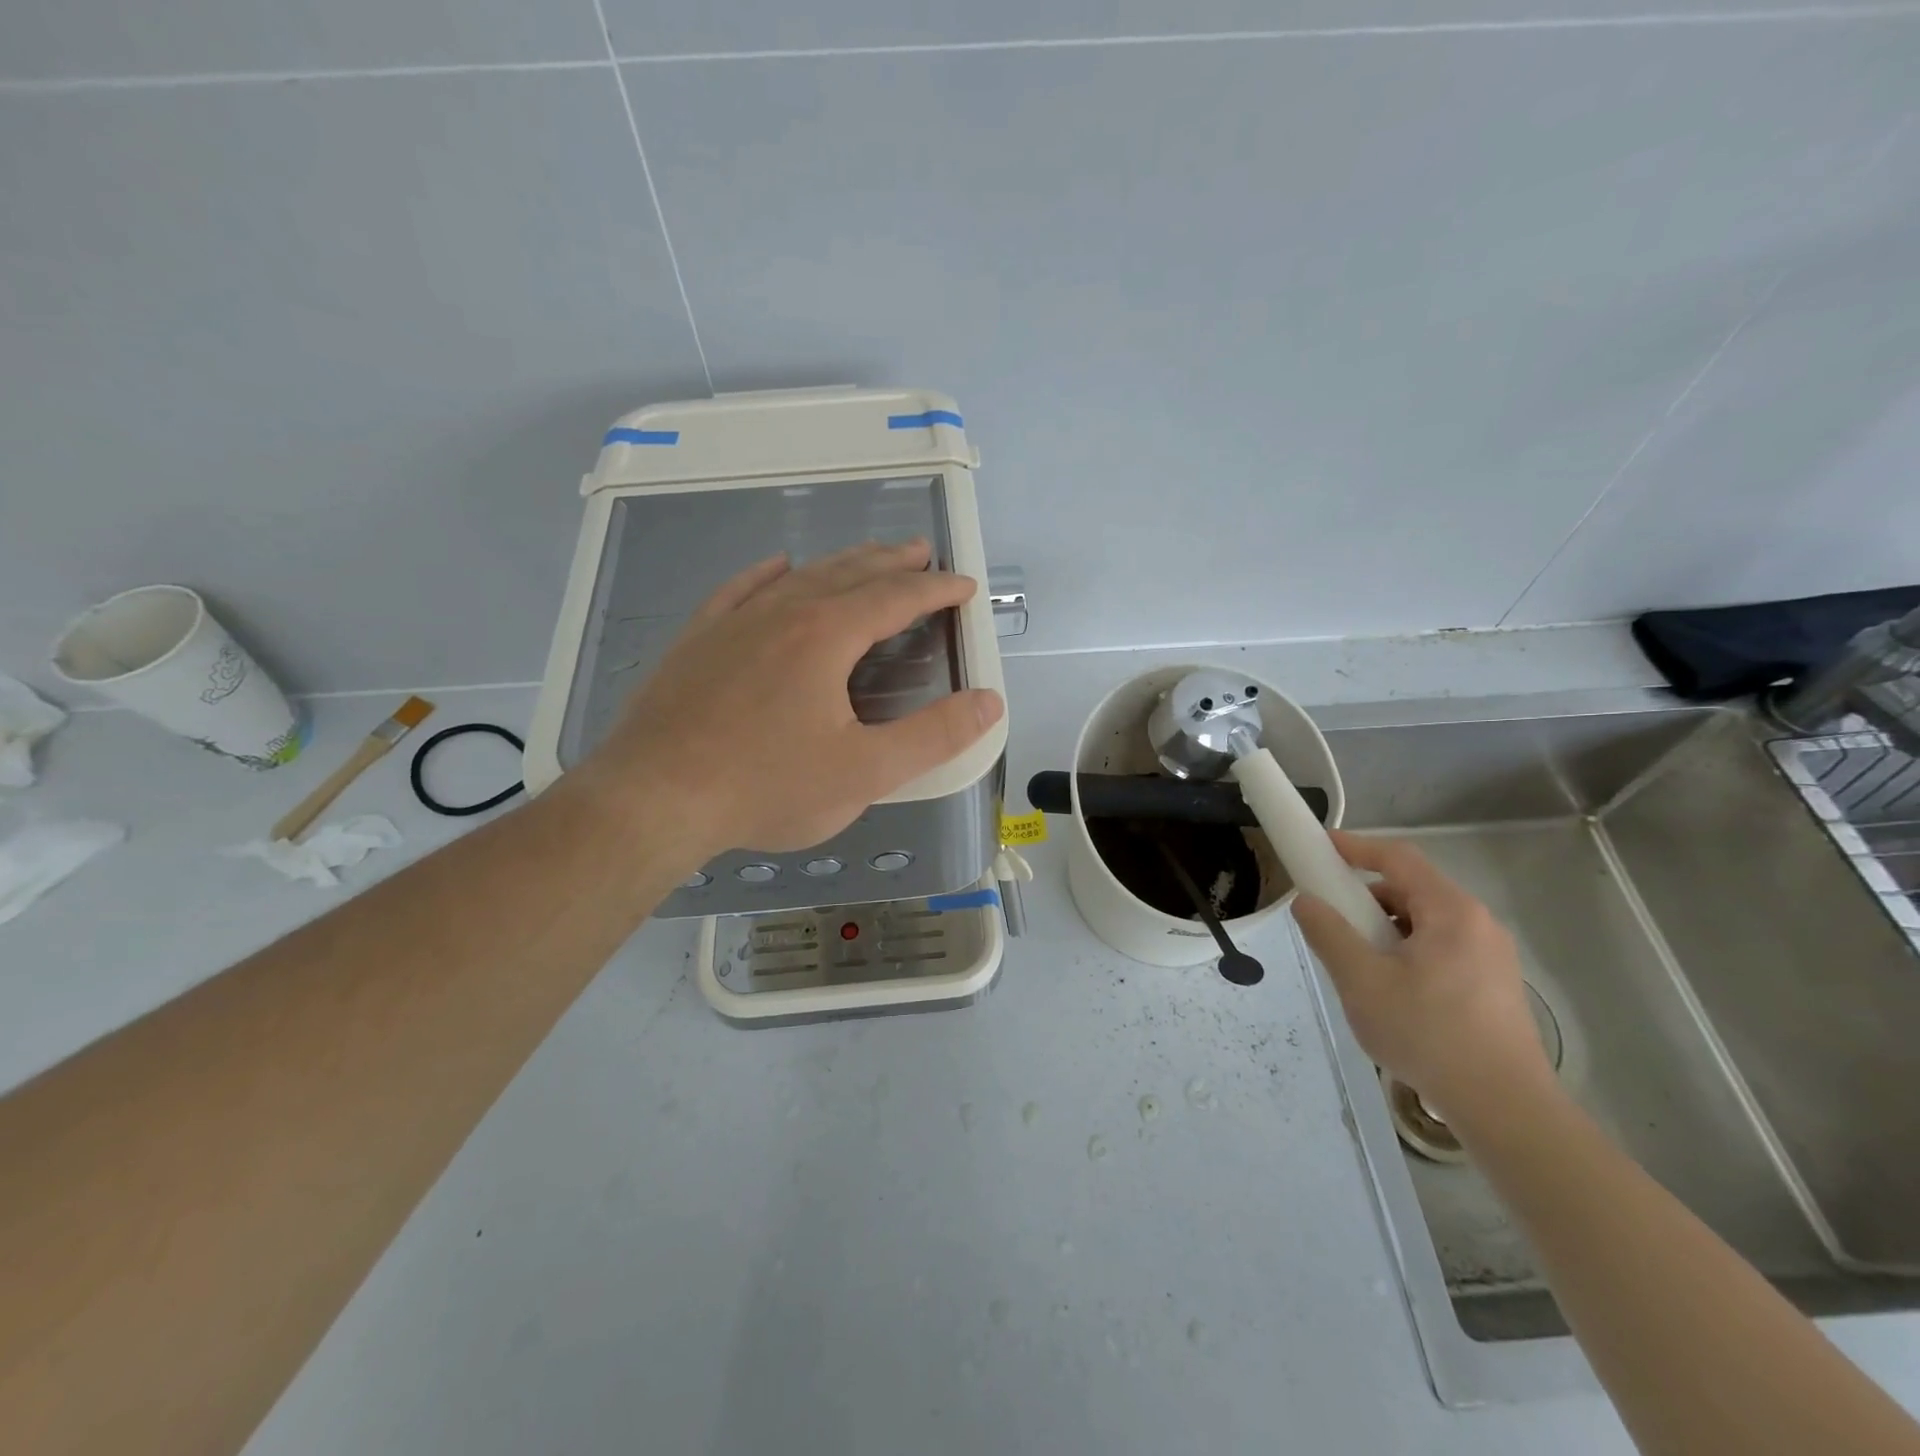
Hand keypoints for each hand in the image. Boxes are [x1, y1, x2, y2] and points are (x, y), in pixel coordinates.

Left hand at [574, 539, 1003, 862]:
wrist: (652, 798)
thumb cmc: (766, 787)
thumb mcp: (865, 772)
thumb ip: (934, 736)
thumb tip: (989, 702)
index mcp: (827, 636)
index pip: (896, 597)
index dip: (936, 589)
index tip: (963, 585)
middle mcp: (782, 612)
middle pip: (849, 574)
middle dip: (892, 563)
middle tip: (921, 553)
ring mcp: (733, 622)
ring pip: (800, 577)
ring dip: (841, 564)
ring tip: (867, 558)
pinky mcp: (697, 640)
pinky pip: (740, 589)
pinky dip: (769, 574)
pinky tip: (778, 567)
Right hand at [1293, 831, 1552, 1118]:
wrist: (1506, 1109)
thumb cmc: (1429, 1035)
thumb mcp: (1362, 981)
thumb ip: (1329, 934)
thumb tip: (1306, 901)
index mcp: (1451, 912)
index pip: (1398, 858)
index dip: (1355, 847)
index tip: (1319, 847)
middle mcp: (1478, 924)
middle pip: (1412, 889)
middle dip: (1366, 898)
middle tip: (1332, 921)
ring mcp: (1492, 956)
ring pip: (1424, 923)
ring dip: (1385, 929)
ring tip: (1359, 965)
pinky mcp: (1494, 985)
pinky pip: (1440, 948)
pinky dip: (1406, 952)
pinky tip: (1391, 992)